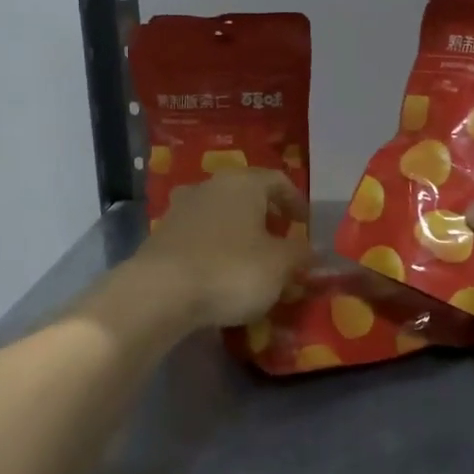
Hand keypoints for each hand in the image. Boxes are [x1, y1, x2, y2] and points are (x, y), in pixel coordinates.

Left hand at [133, 169, 310, 329]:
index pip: (278, 181)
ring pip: (221, 216)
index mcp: (243, 183)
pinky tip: (221, 275)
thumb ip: (301, 254)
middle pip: (247, 196)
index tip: (306, 225)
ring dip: (239, 234)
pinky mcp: (161, 236)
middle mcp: (210, 186)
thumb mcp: (280, 265)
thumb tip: (314, 250)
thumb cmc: (231, 269)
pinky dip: (215, 250)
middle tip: (281, 242)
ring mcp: (181, 209)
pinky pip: (199, 237)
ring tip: (252, 262)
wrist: (159, 293)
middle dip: (266, 218)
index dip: (296, 202)